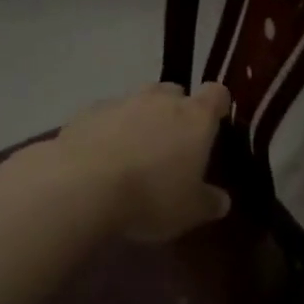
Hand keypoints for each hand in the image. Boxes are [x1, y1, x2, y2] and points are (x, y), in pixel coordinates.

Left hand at [51, 82, 231, 241]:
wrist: (82, 186)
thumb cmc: (150, 196)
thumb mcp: (189, 211)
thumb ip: (208, 202)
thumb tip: (221, 200)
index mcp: (195, 117)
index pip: (216, 94)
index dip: (217, 105)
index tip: (215, 123)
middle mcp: (161, 100)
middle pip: (174, 92)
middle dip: (175, 111)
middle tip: (171, 144)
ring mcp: (122, 101)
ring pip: (138, 102)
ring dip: (140, 120)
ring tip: (132, 153)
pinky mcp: (87, 112)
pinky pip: (106, 116)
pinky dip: (108, 130)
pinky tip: (100, 158)